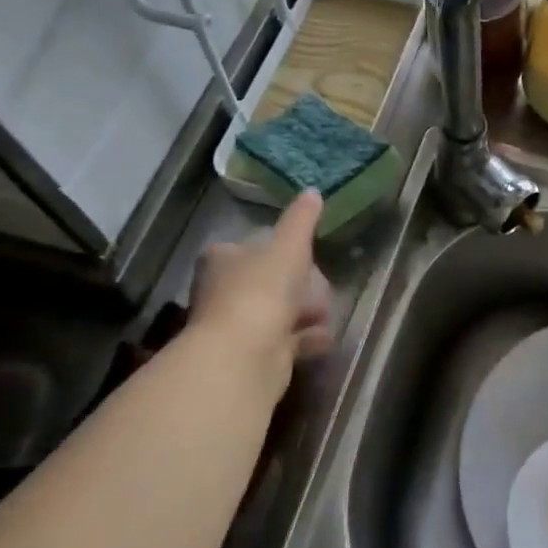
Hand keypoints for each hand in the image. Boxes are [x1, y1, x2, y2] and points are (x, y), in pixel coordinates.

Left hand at [186, 191, 333, 402]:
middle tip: (322, 288)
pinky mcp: (249, 356)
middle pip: (268, 281)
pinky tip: (324, 338)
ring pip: (277, 312)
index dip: (281, 249)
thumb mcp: (289, 245)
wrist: (244, 355)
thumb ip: (302, 220)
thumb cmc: (262, 289)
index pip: (251, 246)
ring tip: (326, 315)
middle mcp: (221, 291)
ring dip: (304, 313)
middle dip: (300, 286)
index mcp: (221, 259)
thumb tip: (312, 191)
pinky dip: (304, 339)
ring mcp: (234, 326)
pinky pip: (283, 341)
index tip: (306, 256)